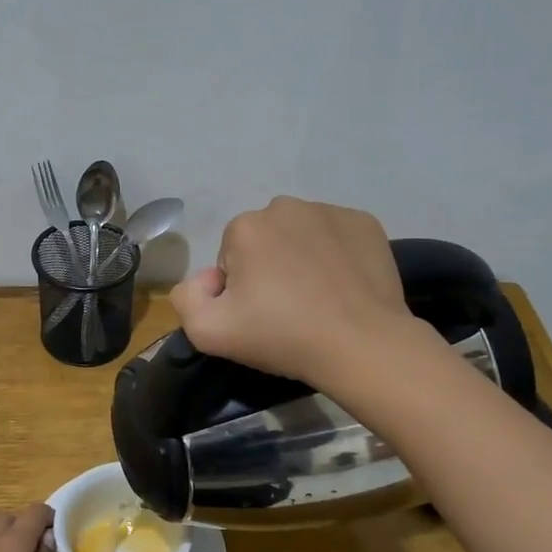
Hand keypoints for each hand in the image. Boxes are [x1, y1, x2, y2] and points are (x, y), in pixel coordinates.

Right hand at [170, 196, 414, 390]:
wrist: (361, 344)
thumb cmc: (282, 335)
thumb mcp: (208, 332)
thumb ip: (186, 298)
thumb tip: (208, 278)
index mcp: (245, 226)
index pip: (230, 257)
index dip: (240, 289)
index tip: (259, 315)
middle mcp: (285, 207)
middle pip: (265, 241)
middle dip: (269, 267)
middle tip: (287, 309)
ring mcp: (330, 211)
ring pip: (301, 235)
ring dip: (302, 259)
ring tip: (318, 299)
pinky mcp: (365, 223)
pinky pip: (337, 236)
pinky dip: (337, 256)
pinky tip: (344, 287)